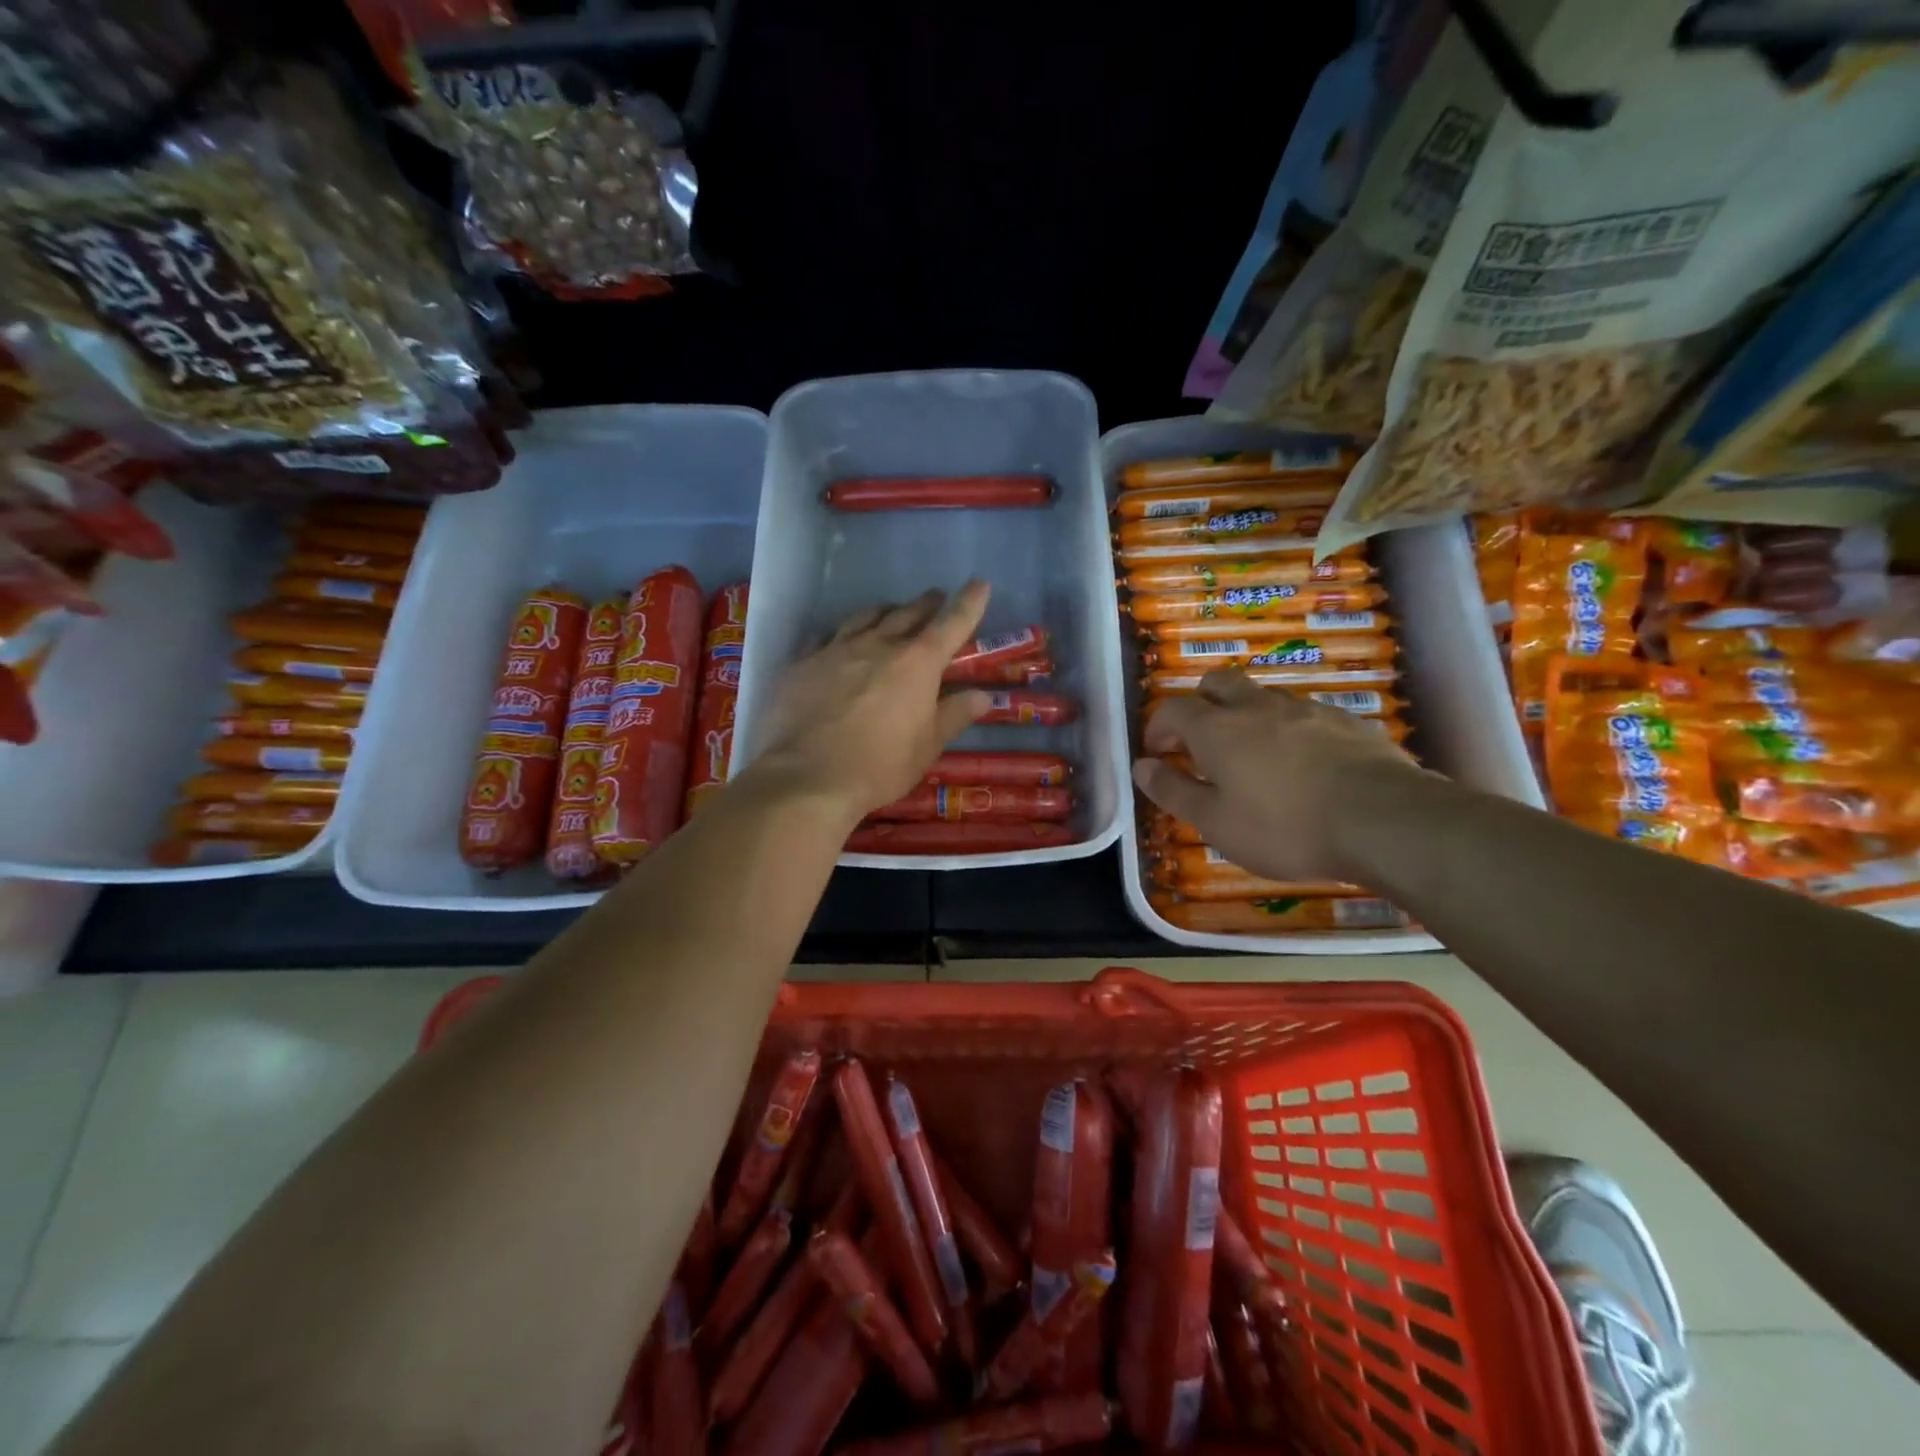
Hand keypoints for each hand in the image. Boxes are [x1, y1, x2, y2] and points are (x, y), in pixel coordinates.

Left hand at [747, 582, 992, 820]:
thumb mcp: (927, 747)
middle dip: (925, 604)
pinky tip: (839, 642)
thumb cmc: (879, 766)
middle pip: (906, 614)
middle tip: (934, 598)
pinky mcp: (802, 663)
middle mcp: (877, 645)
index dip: (968, 603)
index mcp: (916, 663)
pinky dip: (842, 635)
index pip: (951, 624)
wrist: (807, 777)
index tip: (979, 584)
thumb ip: (954, 716)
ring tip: (890, 612)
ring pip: (864, 618)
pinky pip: (826, 637)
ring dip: (884, 612)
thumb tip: (982, 696)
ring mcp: (835, 650)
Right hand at [1133, 669, 1430, 882]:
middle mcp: (1257, 706)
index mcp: (1217, 727)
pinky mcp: (1347, 721)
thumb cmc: (1284, 826)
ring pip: (1263, 696)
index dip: (1159, 727)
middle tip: (1201, 743)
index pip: (1173, 709)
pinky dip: (1289, 730)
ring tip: (1254, 758)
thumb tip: (1141, 767)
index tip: (1158, 753)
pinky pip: (1304, 714)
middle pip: (1218, 682)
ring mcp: (1306, 708)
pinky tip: (1304, 765)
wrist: (1385, 821)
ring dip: (1246, 716)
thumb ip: (1174, 791)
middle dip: (1201, 704)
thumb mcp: (1216, 823)